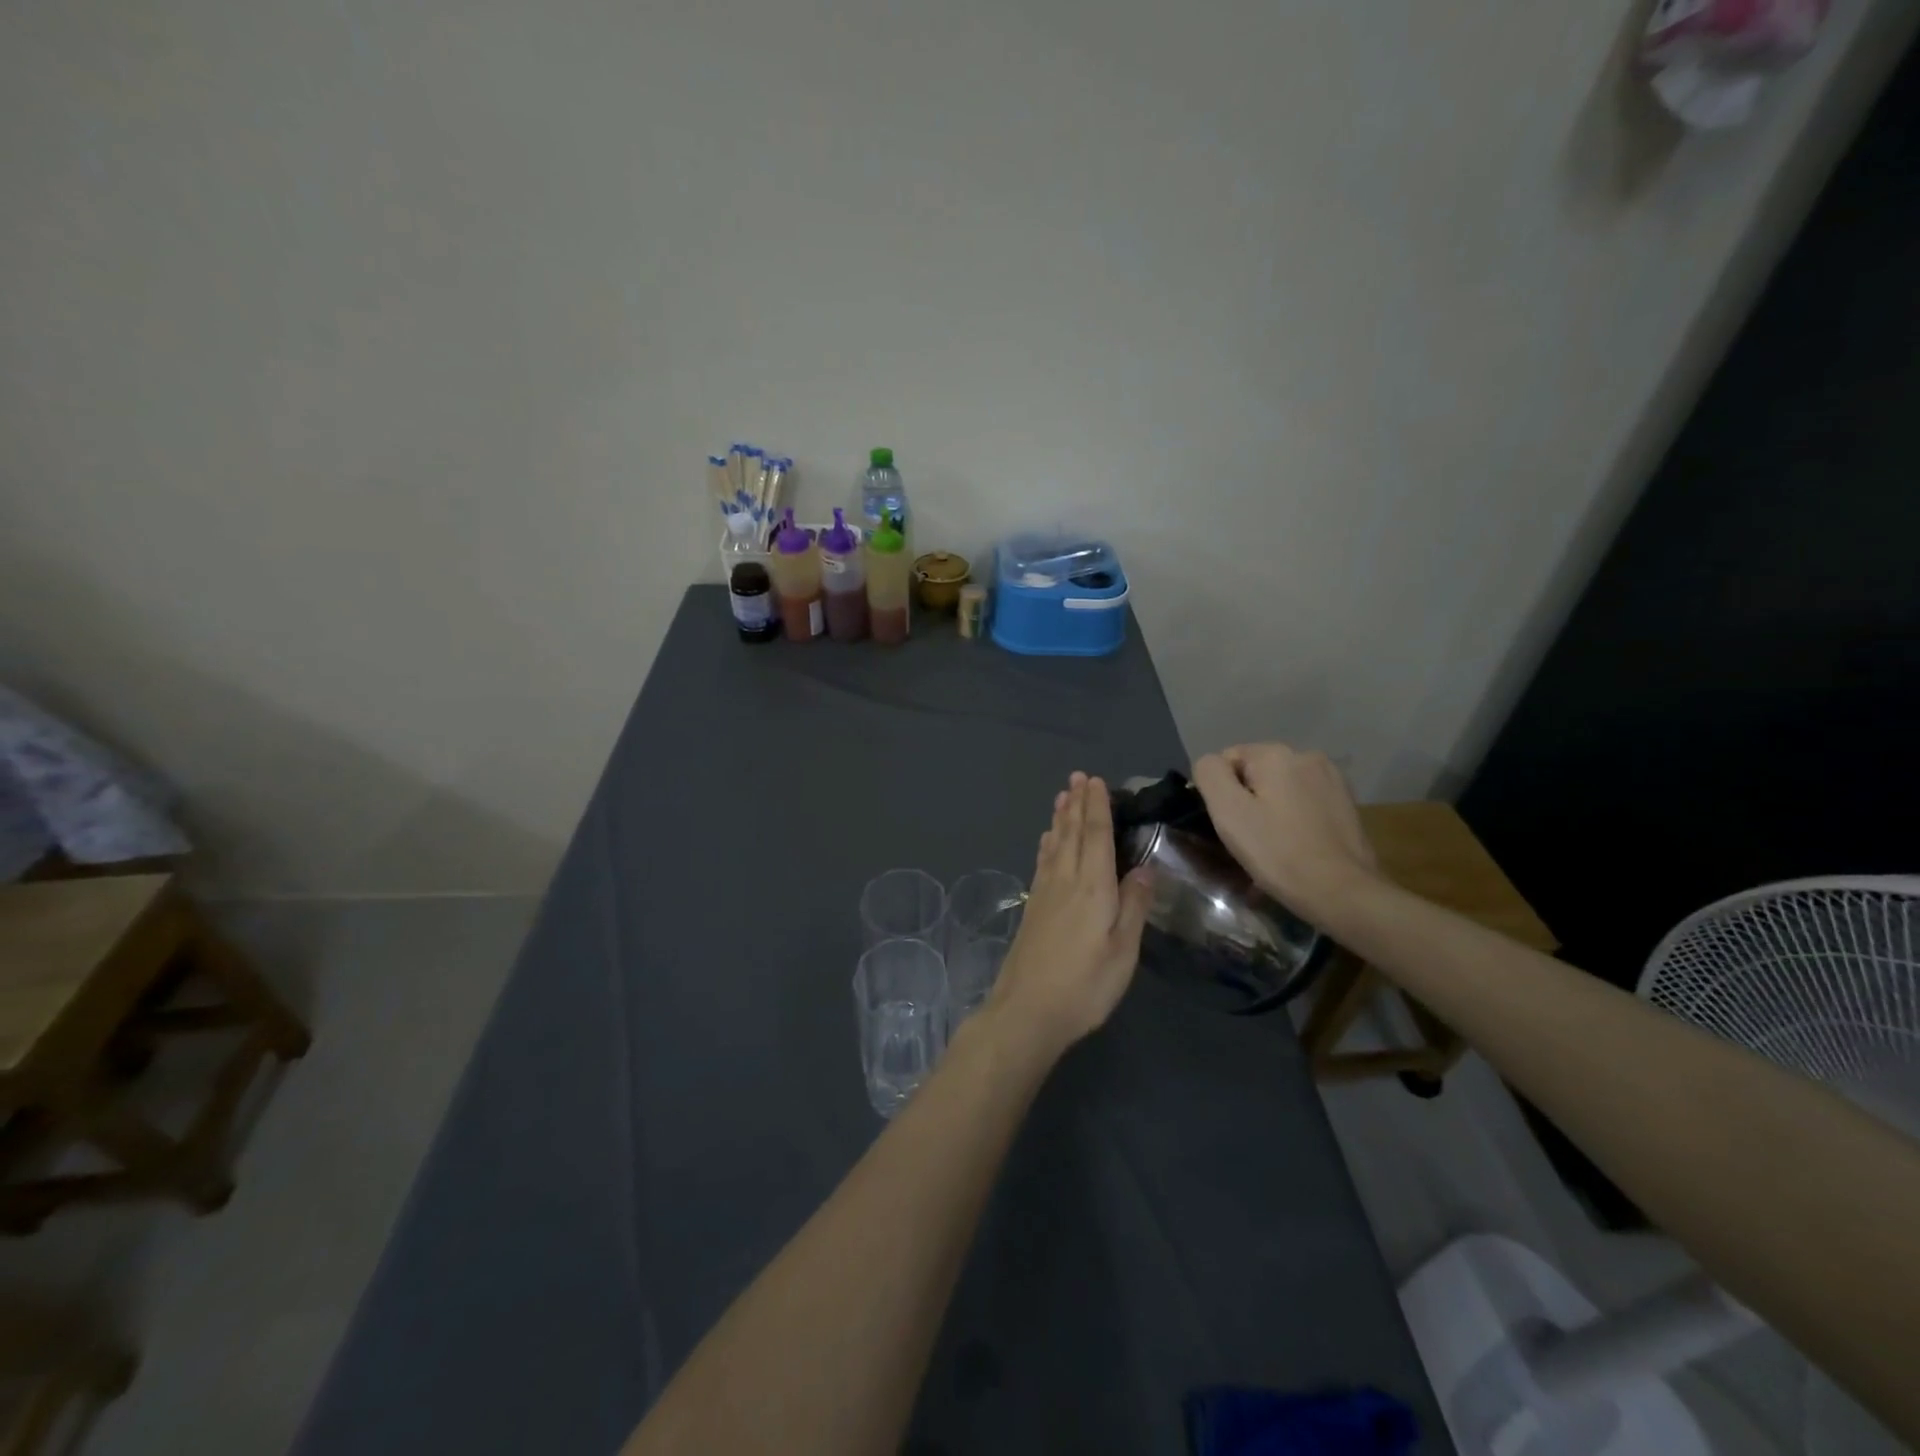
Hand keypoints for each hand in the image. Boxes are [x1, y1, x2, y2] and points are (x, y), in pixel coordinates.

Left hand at [986, 772, 1153, 1052]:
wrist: (1027, 1011)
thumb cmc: (1084, 985)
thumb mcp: (1123, 951)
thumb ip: (1133, 907)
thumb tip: (1143, 868)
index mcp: (1092, 887)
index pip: (1095, 836)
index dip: (1096, 807)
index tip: (1096, 781)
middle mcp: (1065, 881)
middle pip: (1071, 833)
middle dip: (1076, 803)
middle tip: (1077, 777)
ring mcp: (1045, 893)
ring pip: (1054, 844)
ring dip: (1060, 818)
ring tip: (1062, 796)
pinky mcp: (1033, 908)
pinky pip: (1042, 862)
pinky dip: (1047, 844)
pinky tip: (1047, 840)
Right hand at [1192, 744, 1379, 917]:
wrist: (1343, 892)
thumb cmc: (1278, 851)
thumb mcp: (1228, 810)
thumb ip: (1210, 773)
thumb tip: (1212, 765)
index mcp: (1275, 753)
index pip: (1227, 759)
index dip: (1220, 792)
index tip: (1229, 825)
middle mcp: (1306, 755)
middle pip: (1256, 773)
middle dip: (1246, 800)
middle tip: (1248, 840)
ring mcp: (1331, 778)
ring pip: (1280, 788)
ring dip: (1269, 810)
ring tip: (1272, 846)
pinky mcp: (1346, 802)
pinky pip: (1303, 803)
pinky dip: (1293, 819)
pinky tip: (1296, 846)